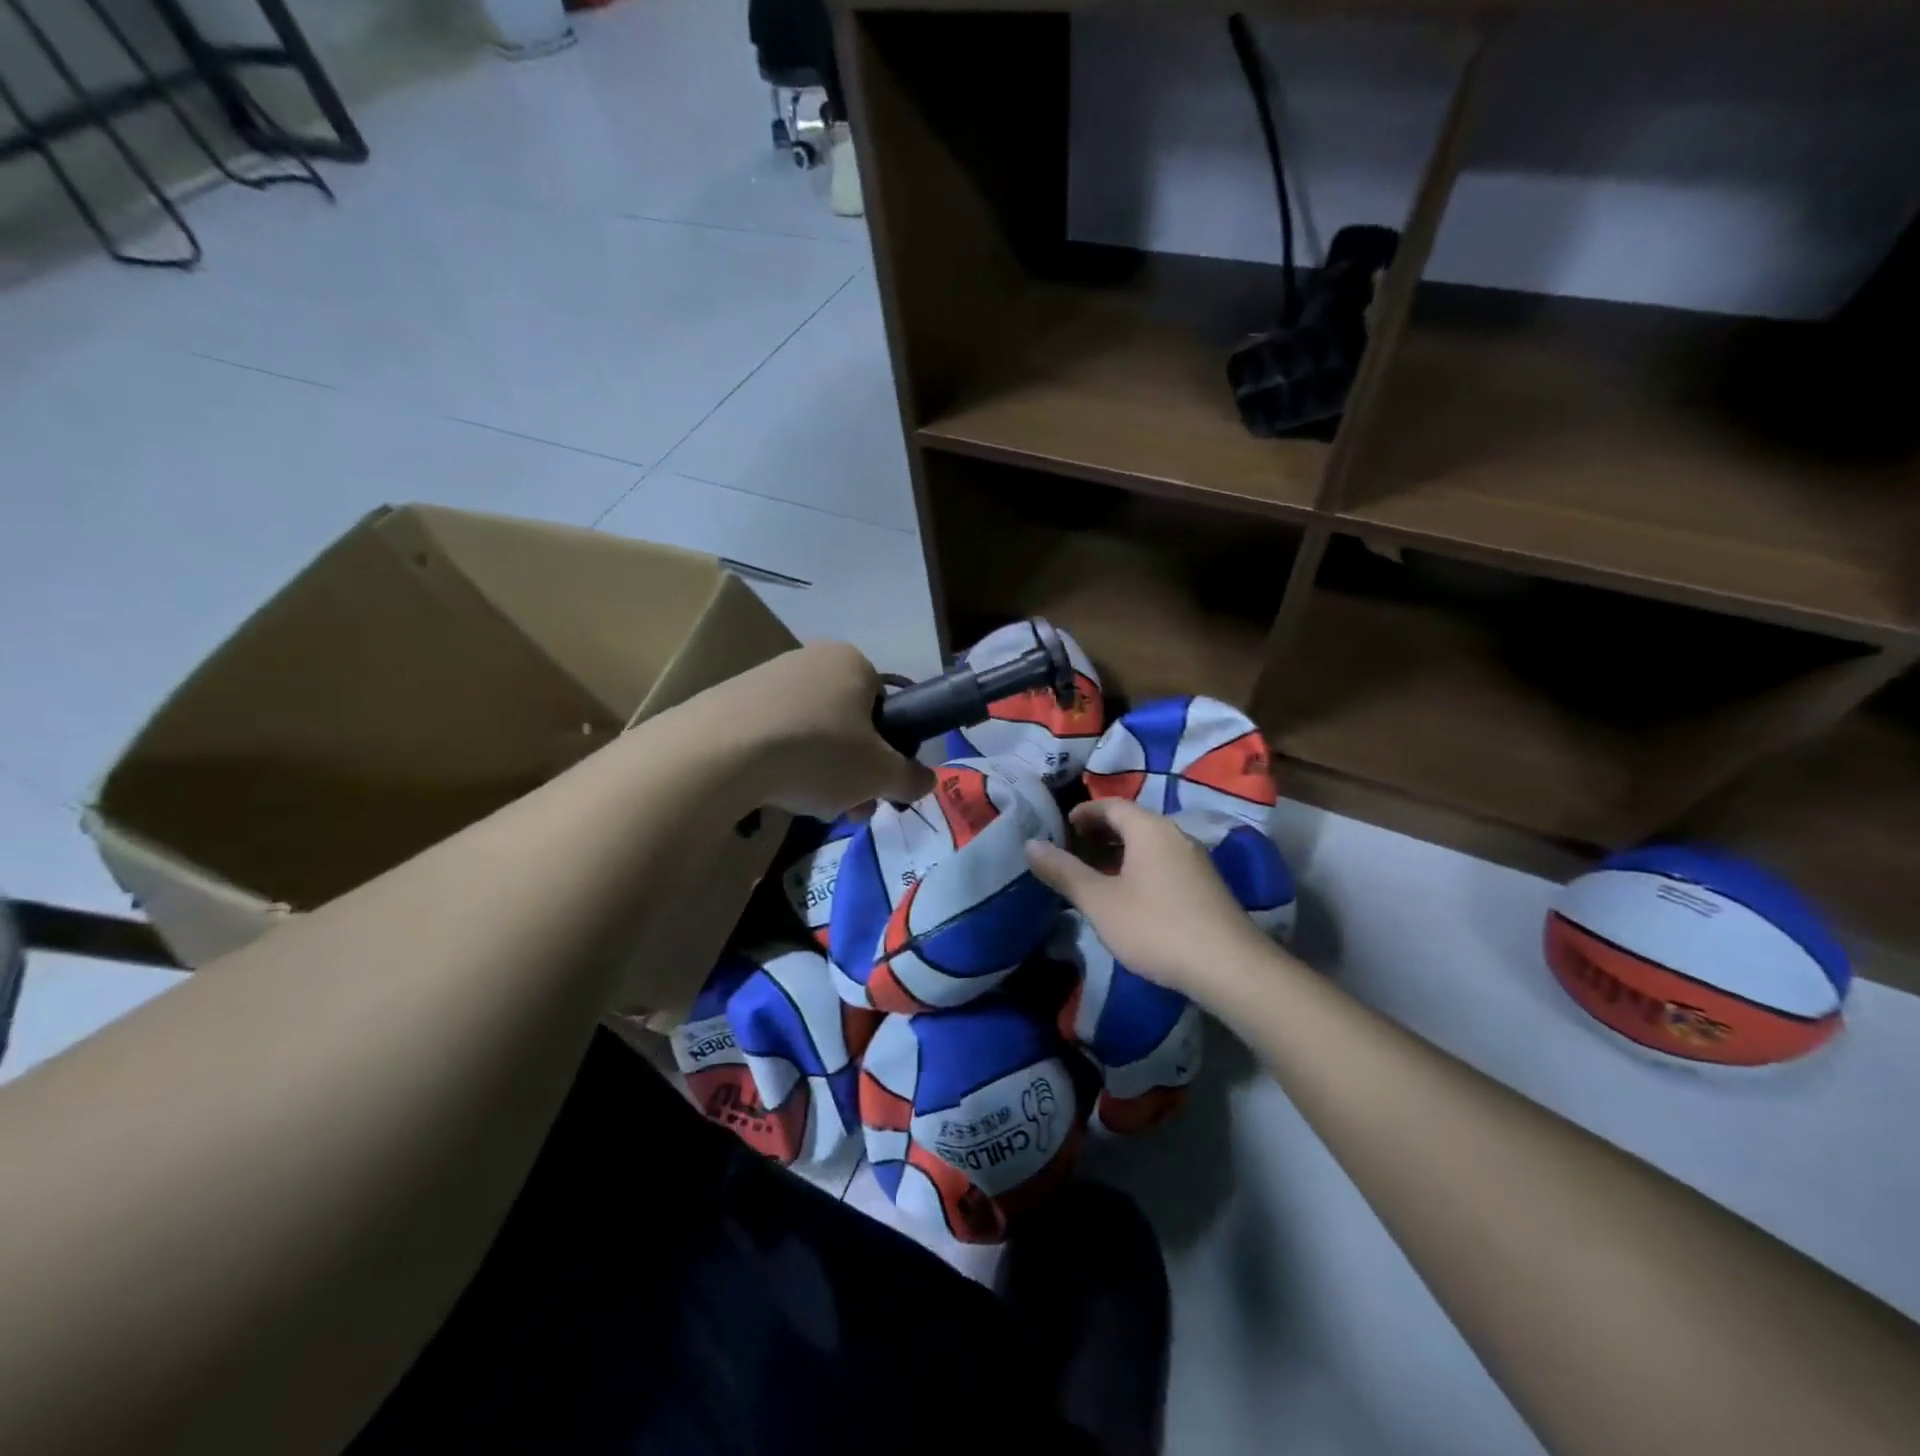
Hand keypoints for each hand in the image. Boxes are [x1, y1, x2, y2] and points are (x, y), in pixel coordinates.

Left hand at [717, 642, 932, 818]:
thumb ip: (911, 778)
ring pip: (810, 734)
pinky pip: (772, 736)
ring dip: (819, 773)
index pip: (886, 707)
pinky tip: (771, 793)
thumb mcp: (879, 774)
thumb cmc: (818, 752)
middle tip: (848, 808)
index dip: (887, 752)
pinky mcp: (730, 701)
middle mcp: (811, 659)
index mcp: (853, 662)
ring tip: (808, 806)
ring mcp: (766, 678)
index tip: (877, 787)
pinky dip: (779, 765)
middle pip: (847, 724)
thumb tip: (927, 781)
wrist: (720, 752)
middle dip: (852, 771)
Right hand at [1025, 797, 1271, 1000]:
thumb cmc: (1155, 926)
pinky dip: (1139, 868)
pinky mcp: (1206, 886)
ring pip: (1149, 844)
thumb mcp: (1099, 901)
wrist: (1229, 967)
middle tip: (1073, 852)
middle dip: (1099, 833)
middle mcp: (1175, 835)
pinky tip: (1130, 898)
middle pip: (1132, 822)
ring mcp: (1195, 860)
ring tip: (1095, 877)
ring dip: (1120, 853)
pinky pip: (1164, 863)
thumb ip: (1064, 872)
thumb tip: (1030, 844)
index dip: (1083, 813)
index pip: (1111, 805)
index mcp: (1149, 829)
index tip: (1062, 829)